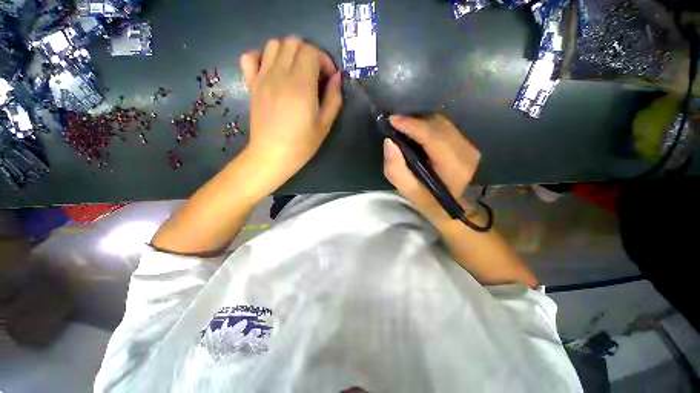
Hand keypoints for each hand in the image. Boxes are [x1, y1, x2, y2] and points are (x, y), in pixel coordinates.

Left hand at [239, 37, 342, 192]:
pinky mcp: (251, 84)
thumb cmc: (301, 144)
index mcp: (301, 86)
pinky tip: (272, 70)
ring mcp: (262, 77)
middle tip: (315, 74)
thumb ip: (334, 99)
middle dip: (309, 53)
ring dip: (289, 52)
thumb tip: (337, 78)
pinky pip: (251, 56)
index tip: (329, 78)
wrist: (272, 155)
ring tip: (296, 71)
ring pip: (274, 44)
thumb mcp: (325, 125)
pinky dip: (262, 56)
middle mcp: (280, 75)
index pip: (312, 52)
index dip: (324, 60)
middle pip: (294, 42)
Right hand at [383, 114, 480, 222]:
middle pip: (437, 125)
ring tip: (403, 127)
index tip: (392, 120)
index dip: (412, 125)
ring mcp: (470, 146)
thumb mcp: (407, 190)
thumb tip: (389, 142)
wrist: (450, 204)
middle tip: (394, 124)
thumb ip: (395, 169)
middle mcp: (466, 153)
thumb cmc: (427, 200)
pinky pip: (444, 126)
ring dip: (420, 122)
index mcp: (453, 168)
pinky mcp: (467, 143)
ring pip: (441, 122)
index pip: (433, 137)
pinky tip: (417, 132)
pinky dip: (428, 125)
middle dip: (413, 121)